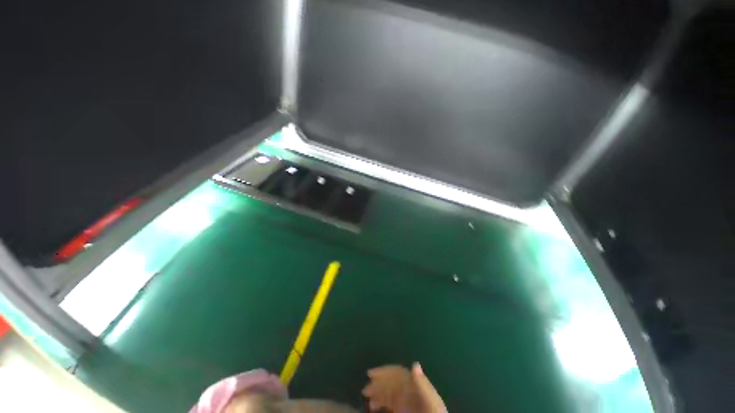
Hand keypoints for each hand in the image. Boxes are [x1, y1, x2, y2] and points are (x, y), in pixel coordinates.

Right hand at [362, 363, 446, 412]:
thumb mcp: (430, 401)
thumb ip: (422, 384)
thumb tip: (414, 364)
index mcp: (416, 384)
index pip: (398, 373)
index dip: (384, 371)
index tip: (370, 374)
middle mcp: (410, 390)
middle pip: (392, 382)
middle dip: (378, 384)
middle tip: (365, 390)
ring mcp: (407, 401)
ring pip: (389, 393)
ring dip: (378, 394)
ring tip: (367, 399)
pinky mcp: (403, 410)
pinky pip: (391, 403)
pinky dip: (382, 403)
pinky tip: (374, 406)